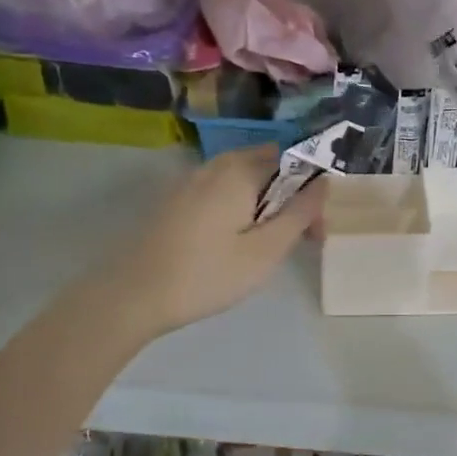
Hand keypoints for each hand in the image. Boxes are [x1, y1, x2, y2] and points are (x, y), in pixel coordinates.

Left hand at [110, 146, 325, 337]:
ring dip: (265, 203)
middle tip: (298, 238)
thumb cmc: (207, 275)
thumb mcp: (265, 251)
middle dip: (290, 195)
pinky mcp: (177, 200)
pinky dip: (240, 207)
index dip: (312, 188)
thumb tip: (324, 183)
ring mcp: (192, 181)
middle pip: (268, 166)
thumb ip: (299, 214)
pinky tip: (235, 243)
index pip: (292, 159)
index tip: (316, 228)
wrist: (132, 296)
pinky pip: (222, 191)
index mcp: (240, 170)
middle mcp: (216, 165)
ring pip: (244, 179)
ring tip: (269, 245)